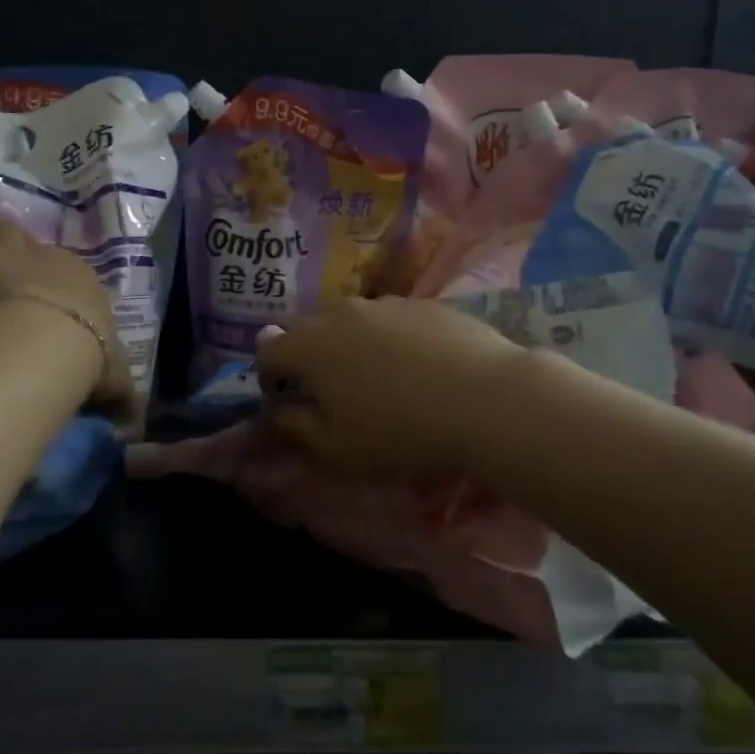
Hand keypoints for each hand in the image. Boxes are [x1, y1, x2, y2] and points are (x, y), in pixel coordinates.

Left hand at [0, 214, 135, 415]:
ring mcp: (16, 255)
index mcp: (86, 285)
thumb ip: (122, 397)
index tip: (52, 288)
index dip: (59, 280)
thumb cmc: (88, 356)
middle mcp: (54, 261)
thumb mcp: (114, 380)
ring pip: (1, 230)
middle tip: (7, 247)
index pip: (74, 277)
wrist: (53, 339)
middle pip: (35, 243)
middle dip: (21, 244)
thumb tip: (136, 423)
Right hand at [255, 296, 528, 480]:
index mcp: (310, 346)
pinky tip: (418, 368)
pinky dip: (390, 339)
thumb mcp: (337, 450)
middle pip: (307, 329)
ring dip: (349, 345)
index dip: (269, 378)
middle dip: (307, 357)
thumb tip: (276, 413)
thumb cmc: (400, 433)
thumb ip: (295, 429)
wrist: (486, 400)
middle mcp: (340, 313)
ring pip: (350, 320)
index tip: (287, 402)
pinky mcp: (423, 303)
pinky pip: (391, 319)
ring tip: (377, 379)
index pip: (268, 351)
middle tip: (330, 392)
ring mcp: (385, 303)